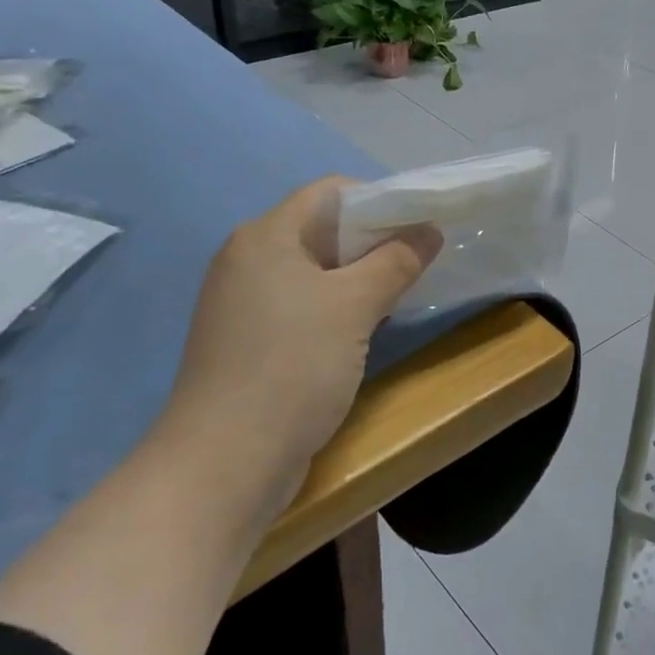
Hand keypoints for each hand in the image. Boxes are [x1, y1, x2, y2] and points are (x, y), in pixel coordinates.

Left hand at [164, 177, 440, 478]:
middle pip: (323, 229)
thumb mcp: (354, 306)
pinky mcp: (250, 340)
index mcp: (265, 237)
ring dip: (360, 276)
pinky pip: (303, 304)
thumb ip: (396, 261)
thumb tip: (429, 230)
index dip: (379, 200)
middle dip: (375, 240)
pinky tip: (367, 327)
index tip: (419, 226)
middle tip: (419, 261)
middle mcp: (248, 259)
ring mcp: (245, 303)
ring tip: (401, 292)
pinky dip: (338, 306)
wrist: (225, 462)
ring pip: (315, 270)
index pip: (330, 192)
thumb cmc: (292, 366)